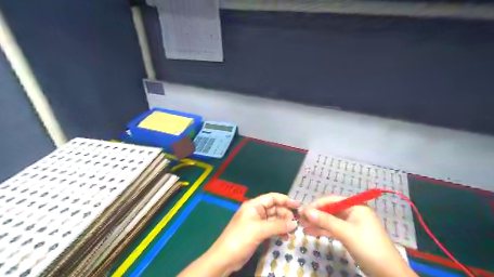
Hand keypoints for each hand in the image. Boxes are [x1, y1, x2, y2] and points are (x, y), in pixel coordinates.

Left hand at [207, 193, 296, 272]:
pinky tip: (284, 237)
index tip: (298, 205)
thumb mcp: (259, 230)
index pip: (272, 198)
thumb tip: (295, 223)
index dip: (285, 200)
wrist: (225, 258)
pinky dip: (278, 231)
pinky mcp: (257, 233)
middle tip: (295, 223)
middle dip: (285, 214)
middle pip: (274, 208)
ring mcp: (256, 223)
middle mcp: (256, 211)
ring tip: (292, 231)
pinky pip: (271, 228)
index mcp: (253, 205)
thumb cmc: (240, 238)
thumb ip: (278, 225)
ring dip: (283, 223)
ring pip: (274, 219)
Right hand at [297, 195, 415, 276]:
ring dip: (317, 223)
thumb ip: (325, 221)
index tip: (302, 211)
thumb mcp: (345, 233)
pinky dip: (324, 231)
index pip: (332, 200)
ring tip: (302, 227)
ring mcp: (352, 224)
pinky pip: (334, 229)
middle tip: (300, 219)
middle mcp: (353, 212)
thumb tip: (306, 211)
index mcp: (356, 206)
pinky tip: (311, 232)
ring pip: (331, 220)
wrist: (388, 273)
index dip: (316, 205)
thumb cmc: (368, 247)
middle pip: (330, 210)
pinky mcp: (350, 234)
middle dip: (315, 215)